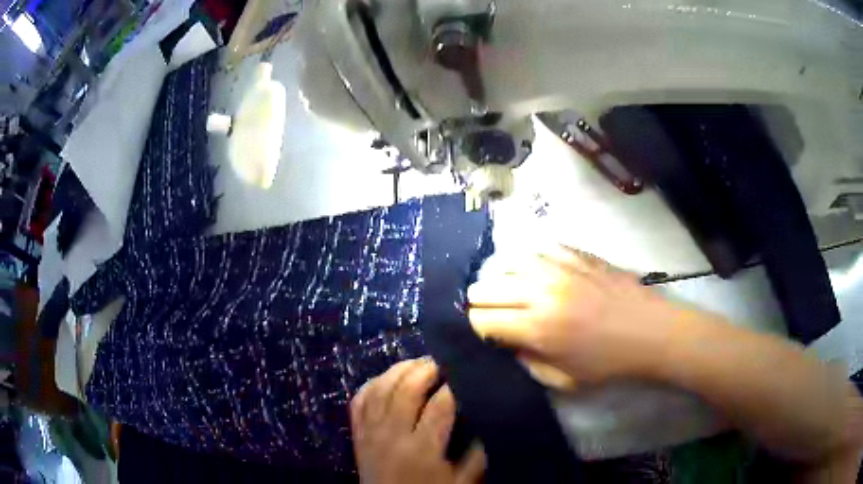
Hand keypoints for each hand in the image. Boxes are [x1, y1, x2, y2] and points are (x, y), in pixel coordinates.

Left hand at [350, 359, 485, 483]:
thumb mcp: (462, 482)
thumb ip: (478, 454)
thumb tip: (487, 421)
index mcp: (421, 449)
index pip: (440, 406)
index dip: (455, 385)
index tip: (467, 372)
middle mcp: (392, 435)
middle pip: (406, 389)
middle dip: (426, 369)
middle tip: (444, 361)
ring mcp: (370, 432)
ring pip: (380, 388)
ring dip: (400, 370)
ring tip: (419, 362)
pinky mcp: (357, 434)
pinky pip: (359, 400)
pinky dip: (372, 383)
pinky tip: (387, 377)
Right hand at [469, 245, 684, 385]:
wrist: (650, 333)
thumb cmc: (608, 363)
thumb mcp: (563, 379)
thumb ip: (526, 362)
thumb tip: (507, 343)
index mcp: (537, 327)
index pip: (482, 318)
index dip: (477, 327)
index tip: (484, 333)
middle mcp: (541, 291)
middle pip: (487, 286)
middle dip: (481, 302)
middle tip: (492, 312)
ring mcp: (559, 267)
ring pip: (508, 261)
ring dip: (502, 278)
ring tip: (510, 289)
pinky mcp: (576, 254)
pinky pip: (539, 248)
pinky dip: (529, 260)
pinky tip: (535, 271)